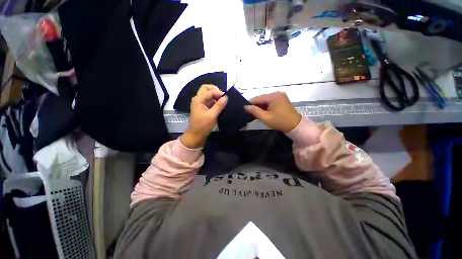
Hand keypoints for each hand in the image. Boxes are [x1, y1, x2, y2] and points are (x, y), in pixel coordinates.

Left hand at [180, 85, 227, 147]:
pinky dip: (215, 101)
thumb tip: (226, 97)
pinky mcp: (203, 108)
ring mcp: (200, 103)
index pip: (210, 91)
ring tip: (223, 100)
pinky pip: (209, 101)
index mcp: (198, 99)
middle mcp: (198, 99)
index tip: (227, 97)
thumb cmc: (202, 126)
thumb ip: (219, 105)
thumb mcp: (212, 115)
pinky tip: (221, 105)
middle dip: (215, 90)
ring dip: (215, 95)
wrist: (196, 135)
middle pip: (206, 89)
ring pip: (208, 94)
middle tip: (223, 96)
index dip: (219, 93)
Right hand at [244, 92, 300, 132]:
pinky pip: (270, 101)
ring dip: (261, 106)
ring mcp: (280, 95)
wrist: (295, 125)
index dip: (250, 104)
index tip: (246, 110)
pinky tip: (264, 111)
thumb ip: (255, 111)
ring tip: (258, 113)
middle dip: (256, 105)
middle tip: (252, 113)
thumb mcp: (266, 118)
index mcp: (273, 96)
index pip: (257, 98)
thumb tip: (245, 106)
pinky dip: (266, 106)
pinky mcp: (281, 99)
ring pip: (265, 99)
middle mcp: (277, 93)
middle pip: (261, 98)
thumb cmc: (280, 122)